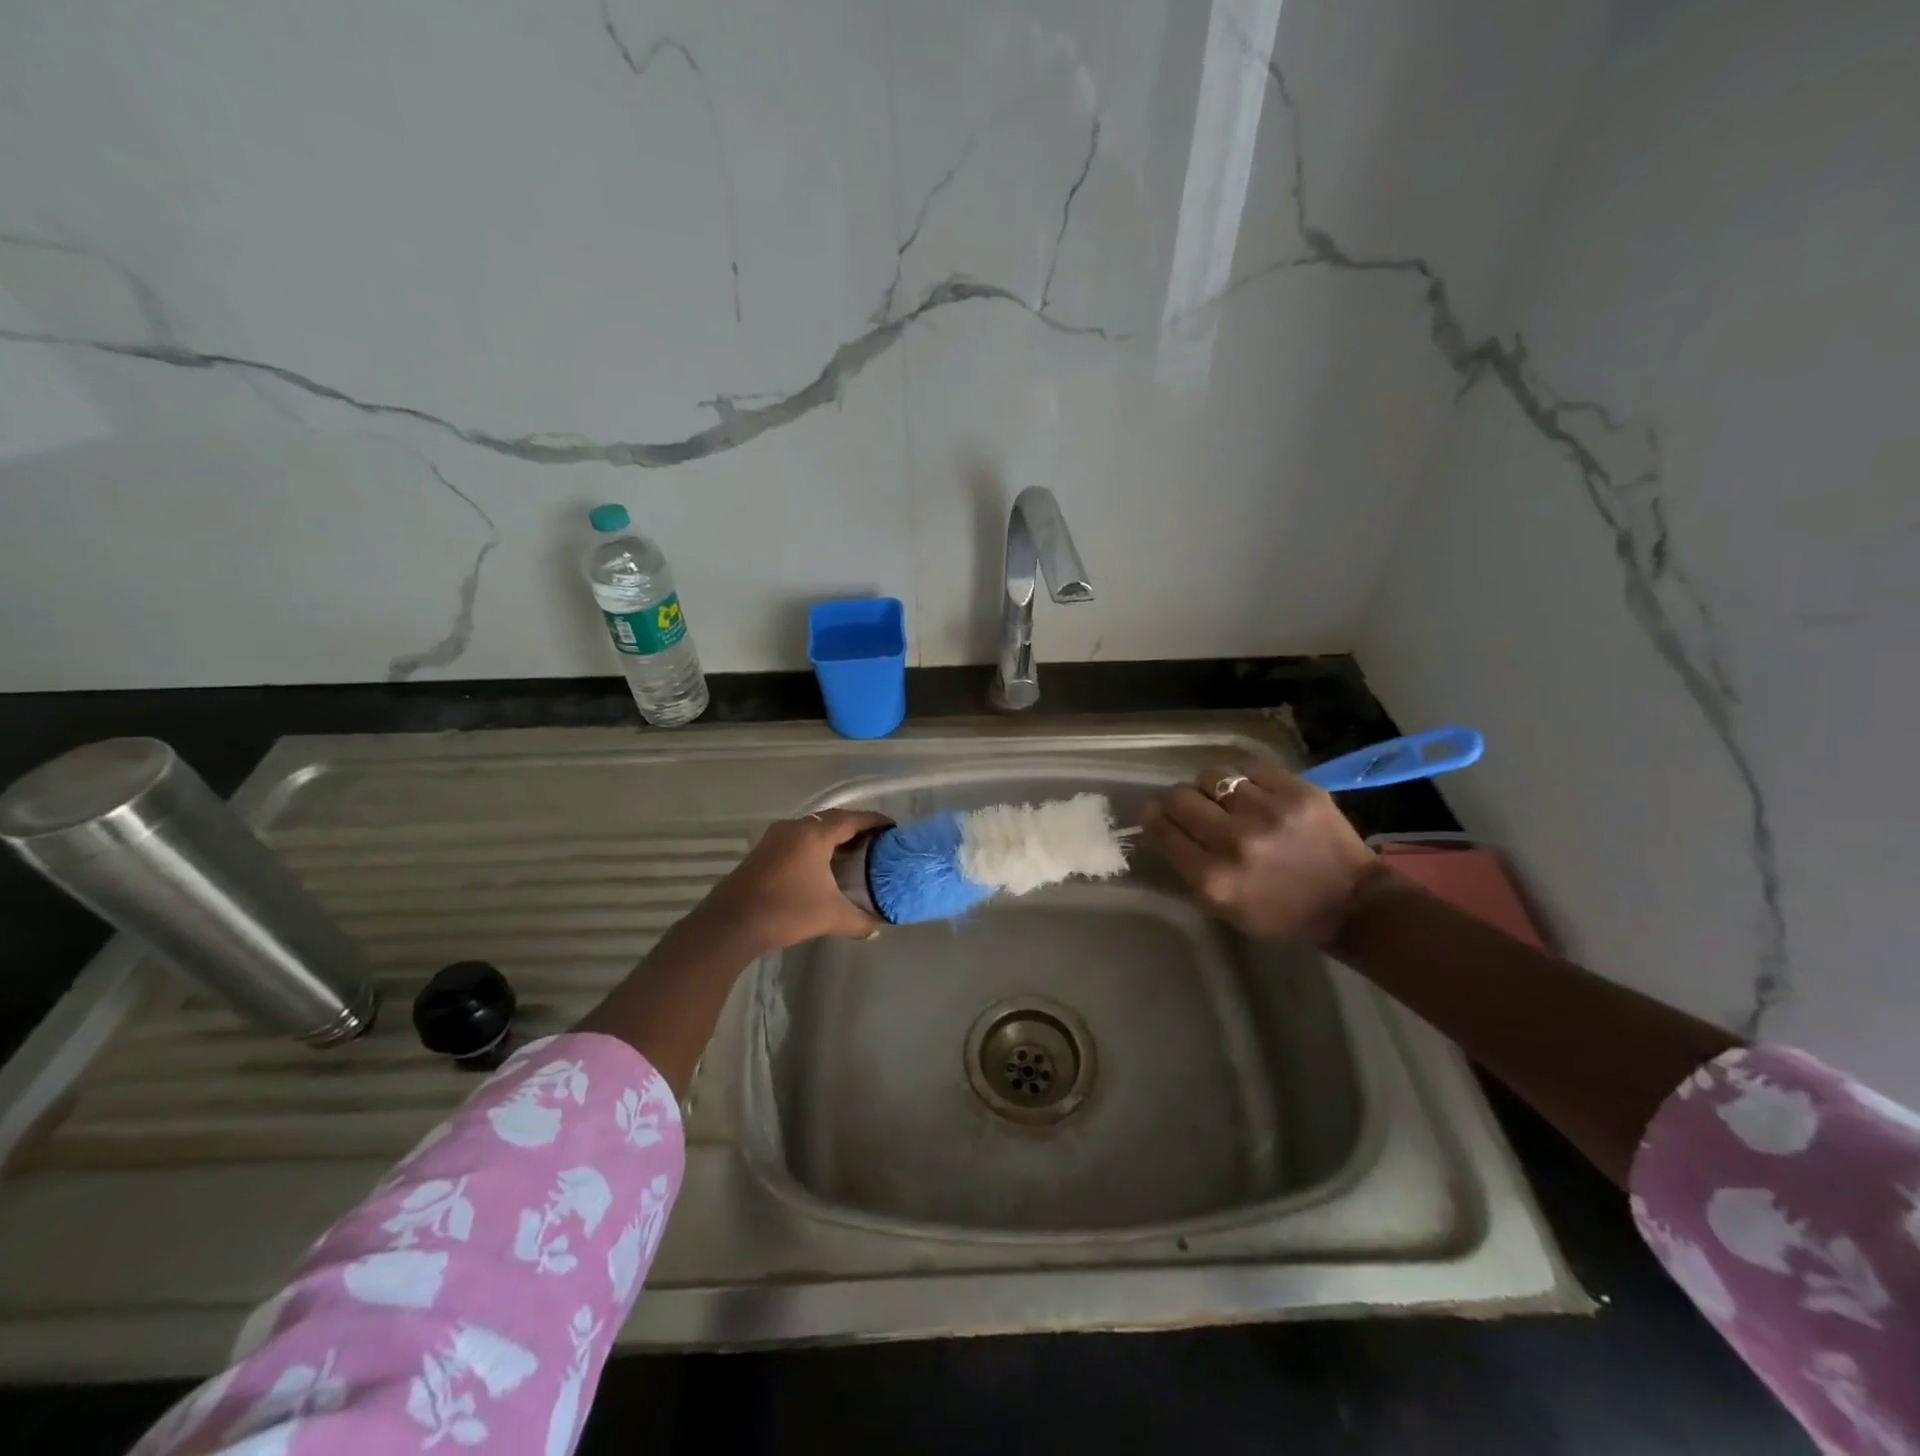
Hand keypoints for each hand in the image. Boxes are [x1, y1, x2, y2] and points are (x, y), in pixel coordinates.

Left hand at [695, 809, 890, 950]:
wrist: (731, 924)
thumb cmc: (786, 911)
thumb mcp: (830, 917)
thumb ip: (859, 921)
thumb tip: (878, 929)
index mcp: (815, 835)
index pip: (852, 819)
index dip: (874, 822)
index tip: (892, 828)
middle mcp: (795, 828)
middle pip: (832, 820)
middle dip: (855, 827)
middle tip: (875, 841)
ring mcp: (775, 838)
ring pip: (812, 829)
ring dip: (832, 837)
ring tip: (852, 852)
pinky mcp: (762, 851)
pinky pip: (797, 839)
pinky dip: (814, 846)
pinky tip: (821, 865)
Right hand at [1139, 759, 1386, 942]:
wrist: (1350, 902)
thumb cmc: (1280, 913)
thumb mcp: (1223, 907)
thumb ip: (1187, 869)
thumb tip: (1158, 826)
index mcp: (1214, 879)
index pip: (1162, 832)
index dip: (1151, 818)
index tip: (1152, 814)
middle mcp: (1235, 841)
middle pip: (1179, 797)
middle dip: (1174, 800)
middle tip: (1184, 805)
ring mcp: (1268, 811)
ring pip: (1211, 775)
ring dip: (1209, 786)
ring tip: (1220, 796)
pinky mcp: (1296, 790)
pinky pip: (1248, 766)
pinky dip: (1241, 777)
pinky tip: (1248, 789)